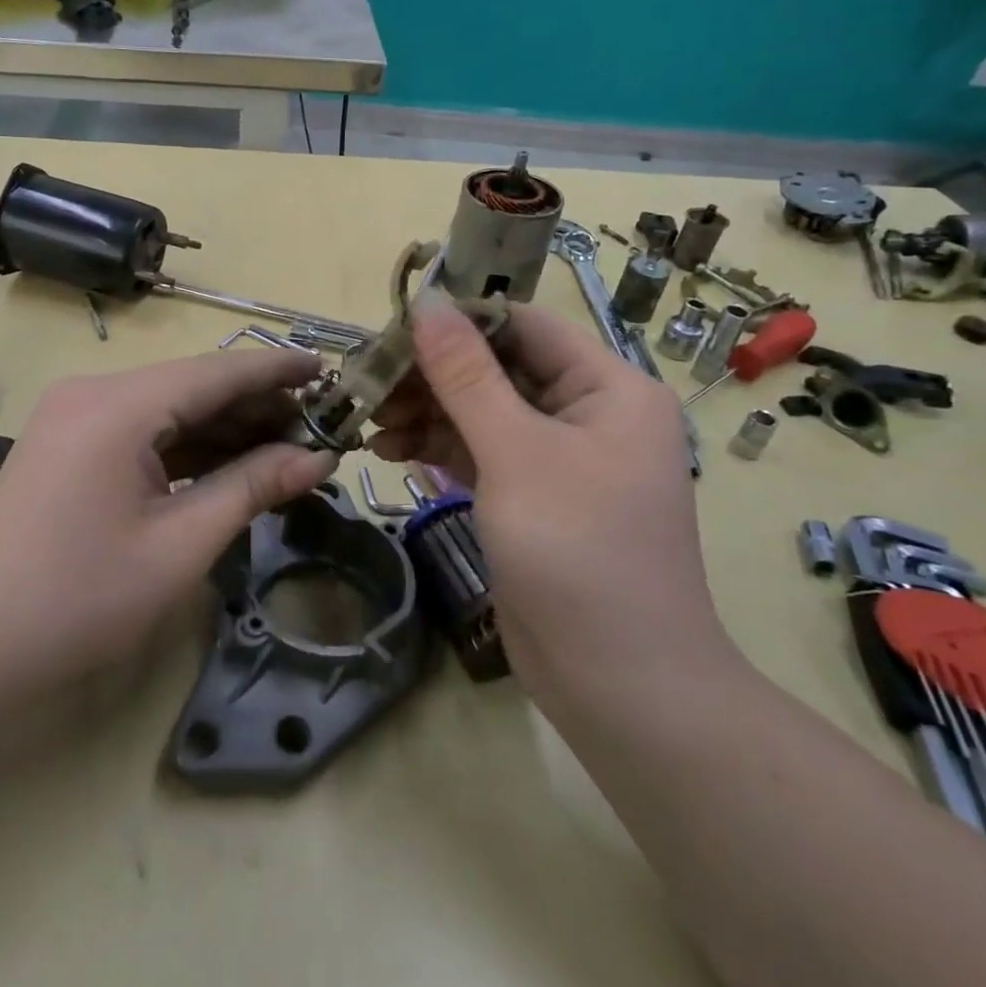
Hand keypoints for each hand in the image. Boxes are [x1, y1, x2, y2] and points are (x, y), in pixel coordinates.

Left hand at [0, 349, 339, 691]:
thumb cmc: (80, 598)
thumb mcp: (181, 544)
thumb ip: (251, 488)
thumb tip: (318, 458)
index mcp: (118, 406)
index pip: (217, 372)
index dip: (277, 371)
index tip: (329, 371)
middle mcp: (94, 393)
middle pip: (194, 386)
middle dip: (256, 407)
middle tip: (318, 428)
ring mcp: (76, 417)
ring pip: (170, 408)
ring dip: (225, 428)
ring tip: (286, 448)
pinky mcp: (70, 444)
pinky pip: (144, 431)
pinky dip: (189, 446)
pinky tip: (231, 464)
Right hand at [368, 297, 735, 707]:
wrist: (617, 683)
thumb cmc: (578, 551)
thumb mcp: (516, 452)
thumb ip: (466, 375)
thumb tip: (427, 302)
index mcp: (607, 387)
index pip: (525, 327)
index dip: (460, 320)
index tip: (392, 326)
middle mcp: (586, 413)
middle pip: (497, 369)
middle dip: (432, 375)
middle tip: (368, 383)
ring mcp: (556, 459)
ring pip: (481, 412)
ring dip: (426, 412)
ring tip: (369, 422)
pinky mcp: (529, 497)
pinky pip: (477, 453)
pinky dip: (436, 448)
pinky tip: (389, 451)